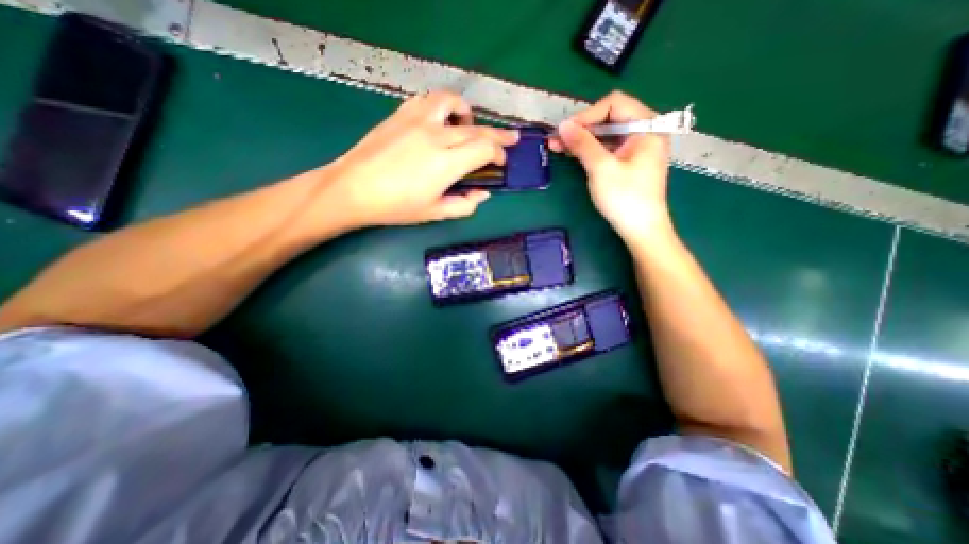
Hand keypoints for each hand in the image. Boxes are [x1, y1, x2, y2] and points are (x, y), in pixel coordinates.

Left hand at [326, 89, 517, 223]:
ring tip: (470, 125)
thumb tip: (484, 193)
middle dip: (498, 136)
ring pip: (453, 103)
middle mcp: (437, 136)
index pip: (485, 149)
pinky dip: (442, 106)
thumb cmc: (396, 206)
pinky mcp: (401, 114)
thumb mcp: (435, 213)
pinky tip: (441, 119)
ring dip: (468, 114)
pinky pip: (428, 100)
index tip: (501, 163)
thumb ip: (465, 205)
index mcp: (447, 163)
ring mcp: (418, 120)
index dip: (498, 155)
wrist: (353, 188)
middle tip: (511, 138)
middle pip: (477, 129)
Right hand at [549, 91, 671, 244]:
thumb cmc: (625, 198)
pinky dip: (589, 151)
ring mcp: (636, 148)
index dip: (587, 115)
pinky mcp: (628, 162)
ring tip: (557, 146)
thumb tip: (562, 125)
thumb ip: (582, 143)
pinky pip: (607, 149)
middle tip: (556, 139)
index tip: (565, 130)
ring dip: (582, 140)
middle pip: (609, 119)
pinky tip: (571, 154)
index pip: (614, 104)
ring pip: (605, 135)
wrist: (641, 230)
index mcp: (647, 126)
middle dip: (581, 128)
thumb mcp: (601, 168)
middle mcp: (644, 132)